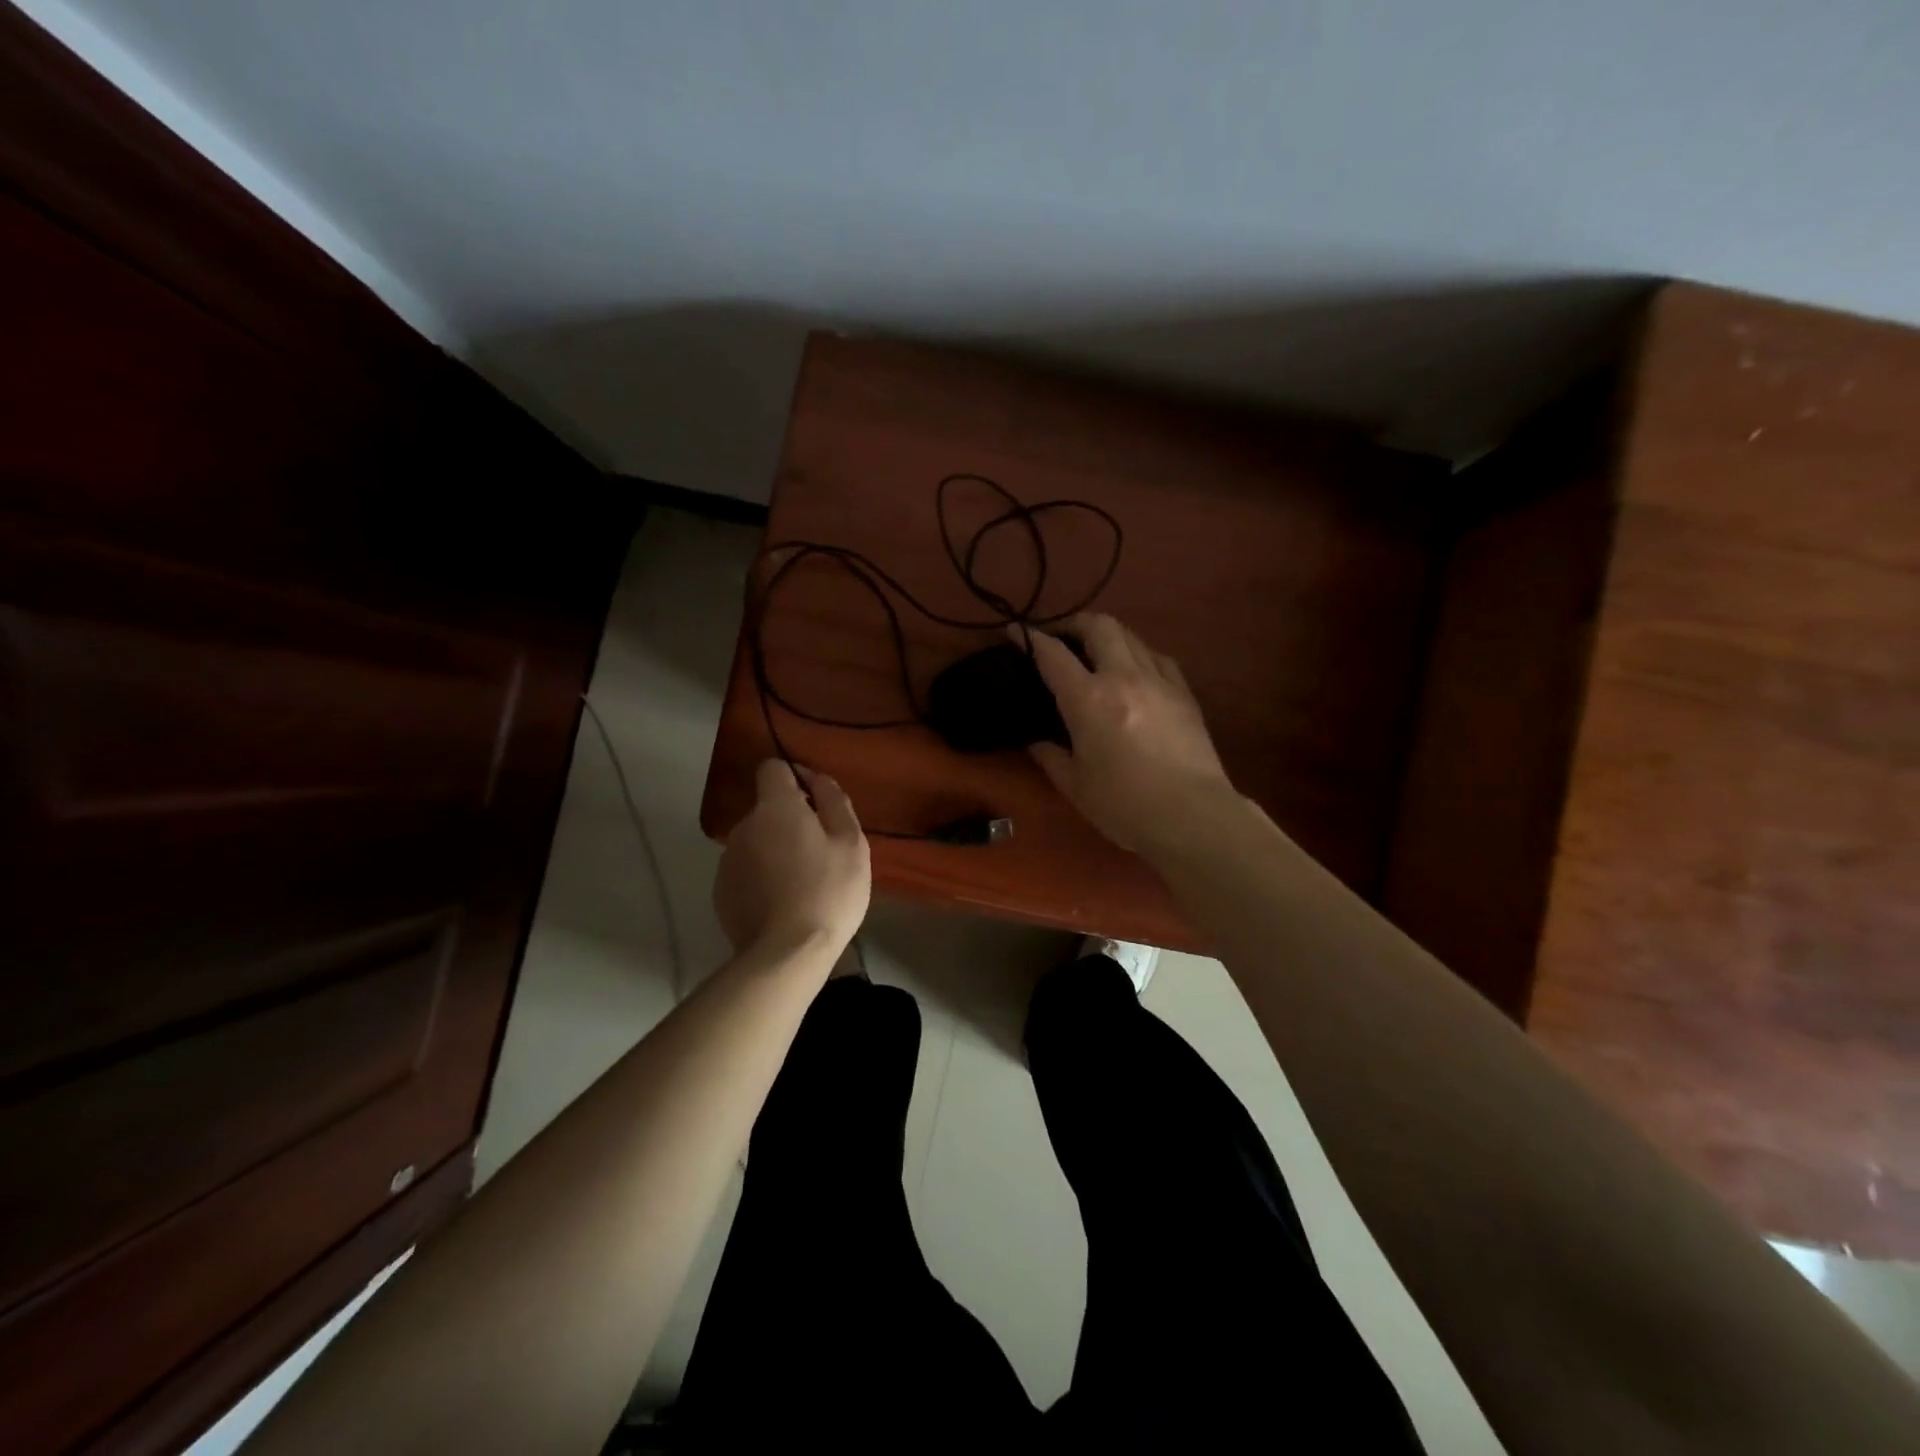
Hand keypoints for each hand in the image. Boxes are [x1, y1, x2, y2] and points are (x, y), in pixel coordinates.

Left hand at [713, 760, 870, 954]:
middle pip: (767, 809)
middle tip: (820, 852)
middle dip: (789, 821)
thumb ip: (833, 801)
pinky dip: (762, 878)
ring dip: (775, 850)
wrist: (786, 954)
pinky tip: (782, 903)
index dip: (794, 778)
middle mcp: (743, 826)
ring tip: (802, 882)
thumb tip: (816, 778)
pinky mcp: (721, 892)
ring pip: (756, 841)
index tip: (815, 801)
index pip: (773, 768)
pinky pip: (746, 871)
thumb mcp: (851, 842)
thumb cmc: (828, 891)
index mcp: (775, 807)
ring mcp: (728, 860)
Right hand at [1018, 613, 1239, 856]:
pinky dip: (1139, 654)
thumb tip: (1037, 742)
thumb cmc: (1124, 805)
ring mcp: (1159, 681)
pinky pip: (1158, 657)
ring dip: (1108, 635)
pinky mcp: (1184, 693)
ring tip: (1096, 651)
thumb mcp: (1075, 786)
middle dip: (1074, 623)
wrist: (1193, 816)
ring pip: (1131, 636)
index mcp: (1088, 699)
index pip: (1052, 654)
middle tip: (1060, 636)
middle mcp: (1123, 677)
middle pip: (1099, 626)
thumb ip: (1051, 757)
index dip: (1029, 637)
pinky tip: (1136, 669)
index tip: (1014, 631)